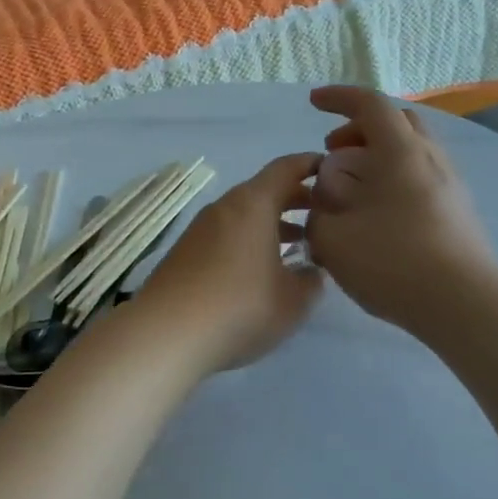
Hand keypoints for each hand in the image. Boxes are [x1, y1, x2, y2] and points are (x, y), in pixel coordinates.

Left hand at [134, 154, 324, 373]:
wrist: (166, 334)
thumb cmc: (240, 308)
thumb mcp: (293, 300)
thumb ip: (310, 280)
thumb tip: (311, 270)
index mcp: (253, 204)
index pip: (285, 168)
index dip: (310, 164)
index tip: (331, 169)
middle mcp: (224, 208)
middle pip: (263, 191)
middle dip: (294, 198)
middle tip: (321, 214)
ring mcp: (199, 230)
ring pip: (243, 215)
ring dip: (271, 224)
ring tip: (297, 244)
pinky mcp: (184, 253)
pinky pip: (225, 235)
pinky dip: (248, 241)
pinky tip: (259, 270)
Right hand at [304, 86, 497, 330]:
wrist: (464, 306)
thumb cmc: (393, 262)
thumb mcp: (333, 238)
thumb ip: (319, 209)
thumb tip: (325, 195)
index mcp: (400, 152)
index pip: (370, 104)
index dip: (339, 98)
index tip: (313, 103)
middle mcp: (430, 159)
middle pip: (396, 123)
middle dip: (359, 128)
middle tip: (332, 152)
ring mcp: (451, 186)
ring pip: (410, 152)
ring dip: (375, 157)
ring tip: (349, 189)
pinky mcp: (458, 212)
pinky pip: (419, 178)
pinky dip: (391, 180)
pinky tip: (374, 216)